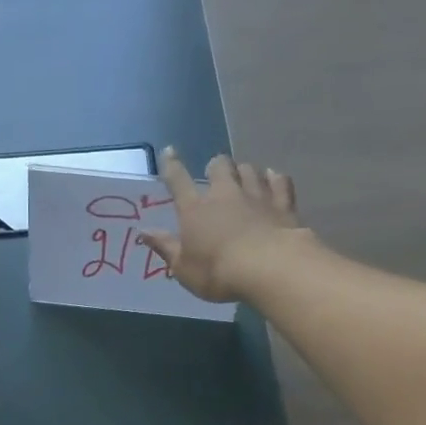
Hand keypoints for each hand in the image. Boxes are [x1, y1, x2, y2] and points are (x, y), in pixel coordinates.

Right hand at [138, 147, 309, 302]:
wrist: (268, 268)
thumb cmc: (217, 273)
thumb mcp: (183, 268)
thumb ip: (165, 247)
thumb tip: (143, 232)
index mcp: (195, 210)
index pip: (179, 181)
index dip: (172, 165)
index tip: (169, 151)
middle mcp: (225, 194)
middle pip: (220, 166)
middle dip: (216, 166)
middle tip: (215, 174)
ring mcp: (256, 195)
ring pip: (249, 169)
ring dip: (243, 171)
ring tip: (243, 177)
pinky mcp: (282, 203)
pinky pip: (279, 181)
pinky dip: (274, 178)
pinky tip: (273, 178)